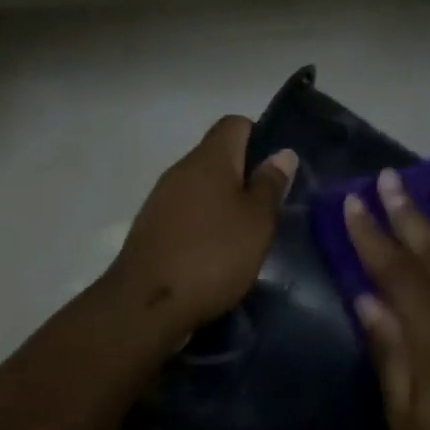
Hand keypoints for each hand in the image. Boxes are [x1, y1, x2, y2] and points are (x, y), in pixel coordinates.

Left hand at [108, 116, 297, 337]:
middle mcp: (180, 171)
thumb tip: (281, 153)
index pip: (235, 124)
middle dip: (245, 178)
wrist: (148, 304)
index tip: (278, 171)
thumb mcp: (256, 222)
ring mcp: (161, 201)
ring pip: (202, 190)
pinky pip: (186, 216)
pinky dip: (205, 228)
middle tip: (271, 210)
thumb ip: (270, 185)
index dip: (260, 138)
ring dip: (225, 207)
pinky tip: (219, 256)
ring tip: (248, 237)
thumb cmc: (212, 255)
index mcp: (208, 159)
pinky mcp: (152, 231)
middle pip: (218, 158)